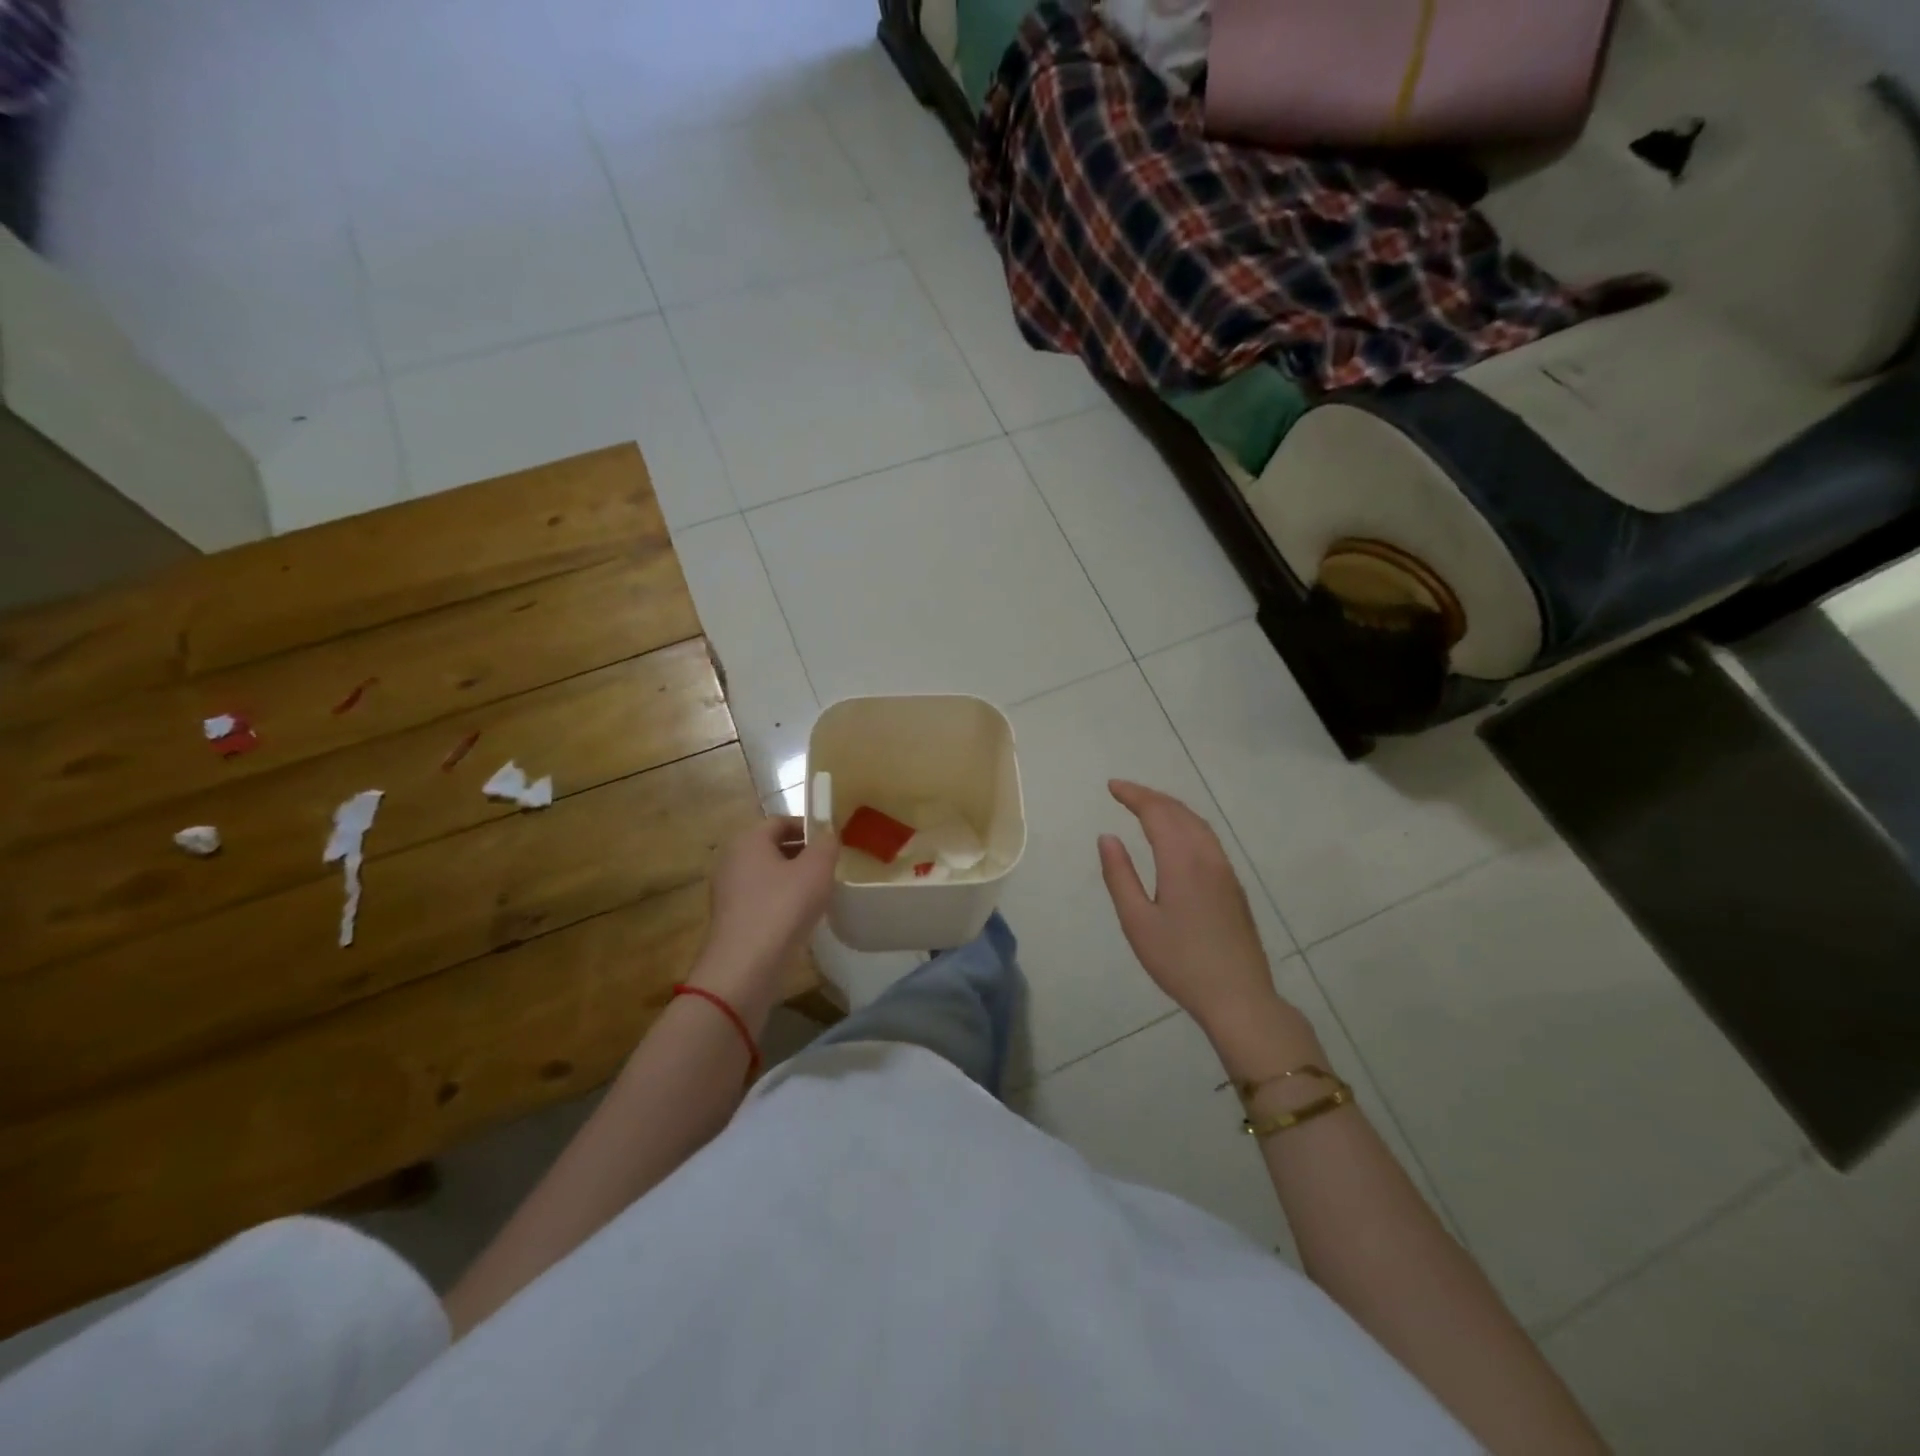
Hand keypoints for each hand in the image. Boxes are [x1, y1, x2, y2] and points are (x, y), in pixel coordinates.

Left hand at [691, 817, 837, 1017]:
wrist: (745, 969)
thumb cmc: (782, 908)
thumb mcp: (816, 869)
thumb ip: (826, 844)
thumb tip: (828, 833)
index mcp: (747, 840)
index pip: (781, 821)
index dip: (809, 827)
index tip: (833, 843)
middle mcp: (732, 860)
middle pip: (772, 847)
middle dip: (802, 854)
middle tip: (830, 867)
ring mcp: (728, 892)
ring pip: (767, 875)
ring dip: (793, 880)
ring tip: (821, 893)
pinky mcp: (731, 920)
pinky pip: (761, 899)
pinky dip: (781, 902)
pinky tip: (801, 918)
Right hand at [1098, 780, 1284, 1038]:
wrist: (1238, 996)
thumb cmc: (1180, 962)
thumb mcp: (1137, 922)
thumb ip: (1120, 875)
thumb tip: (1107, 837)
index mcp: (1182, 861)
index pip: (1157, 812)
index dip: (1134, 795)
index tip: (1112, 786)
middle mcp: (1207, 856)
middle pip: (1179, 812)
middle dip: (1151, 796)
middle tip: (1124, 792)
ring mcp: (1225, 870)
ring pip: (1198, 823)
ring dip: (1171, 808)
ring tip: (1147, 807)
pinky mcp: (1233, 885)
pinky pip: (1208, 838)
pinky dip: (1186, 823)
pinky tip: (1177, 836)